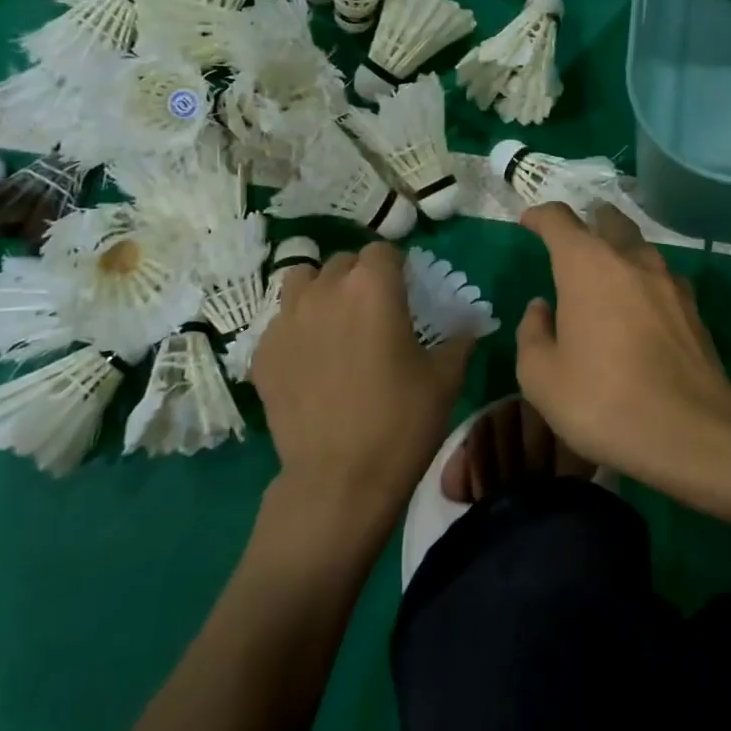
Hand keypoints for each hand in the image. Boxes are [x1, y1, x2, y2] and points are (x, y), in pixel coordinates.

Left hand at [251, 243, 475, 518]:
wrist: (339, 480)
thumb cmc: (401, 422)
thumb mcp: (445, 379)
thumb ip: (459, 340)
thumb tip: (469, 326)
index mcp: (373, 286)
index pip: (382, 250)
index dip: (396, 266)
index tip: (405, 290)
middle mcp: (325, 290)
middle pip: (342, 262)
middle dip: (359, 277)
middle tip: (373, 311)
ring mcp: (286, 319)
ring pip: (301, 281)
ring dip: (320, 291)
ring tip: (333, 322)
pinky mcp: (262, 352)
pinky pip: (279, 321)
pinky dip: (295, 328)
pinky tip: (308, 359)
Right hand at [514, 203, 730, 481]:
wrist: (691, 432)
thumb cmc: (603, 400)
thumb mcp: (541, 377)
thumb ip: (533, 334)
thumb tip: (541, 309)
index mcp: (586, 265)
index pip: (559, 219)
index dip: (539, 216)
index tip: (528, 223)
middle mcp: (630, 259)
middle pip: (609, 220)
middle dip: (588, 221)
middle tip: (573, 240)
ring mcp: (668, 280)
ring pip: (639, 247)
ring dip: (619, 251)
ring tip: (605, 276)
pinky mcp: (693, 307)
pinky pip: (661, 279)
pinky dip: (643, 283)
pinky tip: (639, 310)